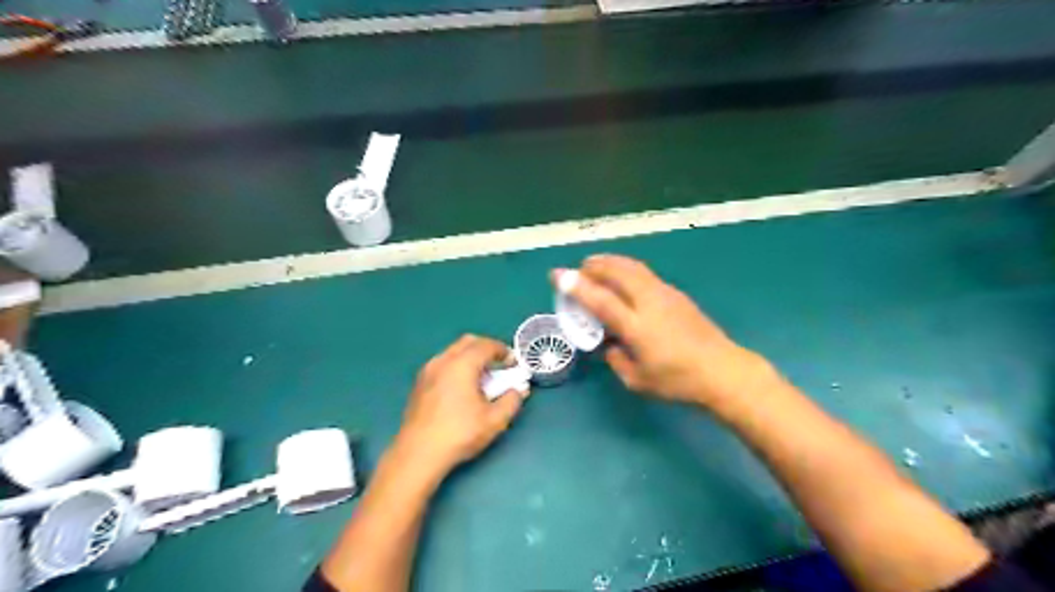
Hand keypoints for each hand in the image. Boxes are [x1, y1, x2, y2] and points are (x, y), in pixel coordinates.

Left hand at [394, 335, 524, 478]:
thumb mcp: (494, 421)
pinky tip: (462, 388)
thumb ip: (511, 401)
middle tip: (499, 366)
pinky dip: (457, 366)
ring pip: (453, 351)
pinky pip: (443, 363)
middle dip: (487, 349)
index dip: (503, 351)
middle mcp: (443, 361)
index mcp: (462, 365)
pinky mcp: (420, 383)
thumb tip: (518, 390)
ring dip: (471, 357)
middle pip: (468, 342)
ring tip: (482, 378)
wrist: (418, 453)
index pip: (486, 345)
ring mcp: (428, 371)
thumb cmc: (459, 434)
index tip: (513, 364)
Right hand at [554, 255, 772, 410]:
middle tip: (579, 269)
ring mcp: (666, 295)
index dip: (576, 286)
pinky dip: (627, 269)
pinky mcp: (677, 294)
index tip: (557, 275)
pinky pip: (645, 274)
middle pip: (618, 272)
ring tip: (597, 265)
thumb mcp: (637, 381)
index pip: (601, 300)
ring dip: (611, 263)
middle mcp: (650, 303)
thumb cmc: (678, 382)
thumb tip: (608, 344)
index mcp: (637, 327)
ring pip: (633, 268)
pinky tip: (624, 278)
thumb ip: (616, 359)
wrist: (723, 372)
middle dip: (594, 266)